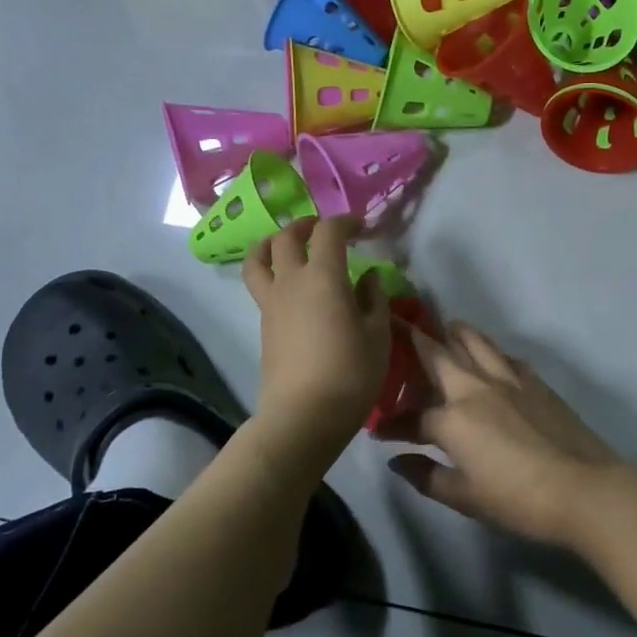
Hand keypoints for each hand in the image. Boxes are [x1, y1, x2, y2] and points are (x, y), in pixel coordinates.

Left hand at [242, 216, 390, 447]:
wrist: (304, 415)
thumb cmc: (350, 373)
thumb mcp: (378, 335)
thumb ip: (373, 299)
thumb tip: (368, 277)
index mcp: (323, 277)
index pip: (328, 231)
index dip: (345, 221)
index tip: (362, 227)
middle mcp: (291, 282)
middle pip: (286, 237)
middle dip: (305, 225)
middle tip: (323, 230)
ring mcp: (271, 303)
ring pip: (258, 258)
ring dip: (273, 243)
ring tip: (289, 247)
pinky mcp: (264, 325)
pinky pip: (261, 284)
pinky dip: (272, 272)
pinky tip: (293, 287)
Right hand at [387, 321, 627, 547]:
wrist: (582, 487)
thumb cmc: (518, 498)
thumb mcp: (465, 497)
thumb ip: (426, 476)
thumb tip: (397, 460)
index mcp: (453, 418)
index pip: (412, 417)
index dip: (393, 424)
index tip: (379, 432)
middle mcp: (475, 388)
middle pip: (440, 356)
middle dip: (416, 340)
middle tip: (401, 324)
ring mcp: (509, 381)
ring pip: (477, 344)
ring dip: (457, 333)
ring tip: (448, 325)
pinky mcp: (536, 383)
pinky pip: (507, 358)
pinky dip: (493, 352)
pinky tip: (494, 358)